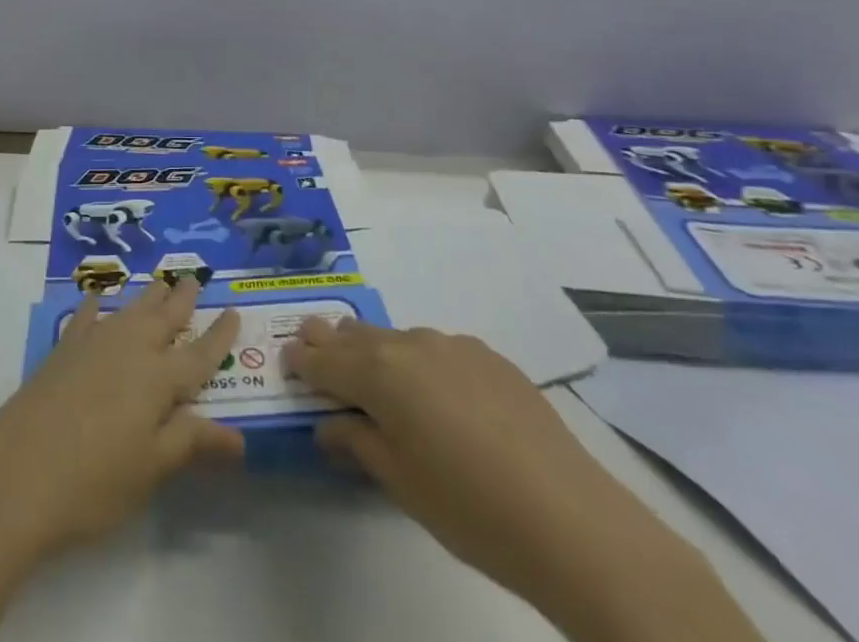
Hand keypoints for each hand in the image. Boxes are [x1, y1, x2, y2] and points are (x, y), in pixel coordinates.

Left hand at [0, 277, 242, 563]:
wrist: (16, 474)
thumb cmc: (93, 481)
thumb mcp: (151, 469)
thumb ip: (191, 443)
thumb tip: (239, 437)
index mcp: (159, 378)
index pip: (199, 354)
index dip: (219, 336)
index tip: (234, 312)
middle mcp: (130, 349)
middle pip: (164, 317)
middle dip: (182, 298)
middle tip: (194, 277)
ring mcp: (94, 344)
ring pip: (130, 310)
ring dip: (148, 297)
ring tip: (160, 282)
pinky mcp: (62, 350)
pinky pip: (86, 317)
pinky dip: (96, 306)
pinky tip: (97, 299)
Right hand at [284, 323, 764, 641]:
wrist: (572, 522)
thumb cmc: (469, 508)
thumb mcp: (399, 482)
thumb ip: (357, 443)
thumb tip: (330, 426)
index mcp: (380, 373)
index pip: (324, 359)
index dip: (302, 360)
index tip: (287, 359)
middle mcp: (410, 344)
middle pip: (356, 336)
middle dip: (330, 340)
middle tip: (311, 342)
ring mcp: (453, 346)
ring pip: (397, 339)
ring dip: (376, 350)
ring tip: (370, 368)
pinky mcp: (490, 357)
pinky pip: (438, 350)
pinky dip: (420, 361)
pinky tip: (436, 393)